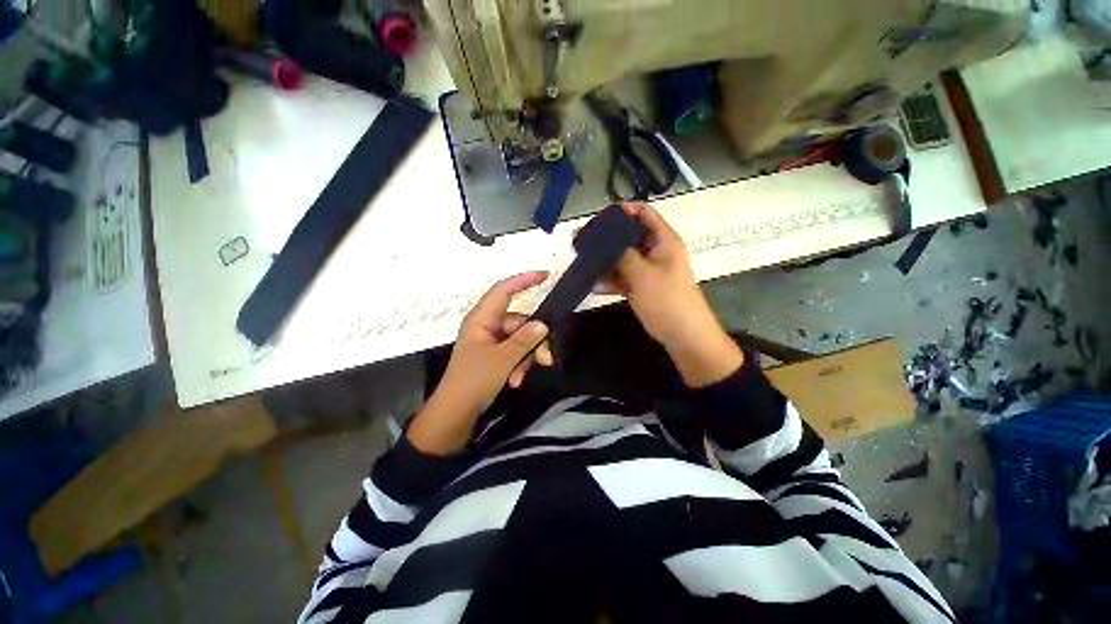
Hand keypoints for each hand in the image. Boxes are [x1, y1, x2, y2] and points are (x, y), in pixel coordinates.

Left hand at [407, 272, 552, 454]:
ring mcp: (491, 341)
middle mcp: (487, 326)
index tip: (545, 276)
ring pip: (520, 339)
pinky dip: (519, 365)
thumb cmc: (473, 381)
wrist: (455, 414)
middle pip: (519, 322)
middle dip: (533, 341)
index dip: (524, 280)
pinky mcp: (495, 355)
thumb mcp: (502, 360)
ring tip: (522, 376)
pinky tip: (516, 381)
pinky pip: (515, 352)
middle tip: (545, 359)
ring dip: (526, 357)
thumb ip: (524, 340)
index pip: (503, 290)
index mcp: (481, 319)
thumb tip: (543, 324)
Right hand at [600, 204, 742, 386]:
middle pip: (629, 236)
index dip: (622, 212)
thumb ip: (622, 254)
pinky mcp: (640, 286)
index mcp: (663, 240)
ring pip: (622, 258)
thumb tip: (602, 239)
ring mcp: (647, 270)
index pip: (643, 213)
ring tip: (582, 262)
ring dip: (605, 261)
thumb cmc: (667, 300)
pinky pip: (622, 277)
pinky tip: (593, 285)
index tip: (598, 220)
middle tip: (583, 242)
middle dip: (607, 239)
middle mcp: (655, 251)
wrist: (683, 335)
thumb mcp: (643, 274)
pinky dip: (610, 280)